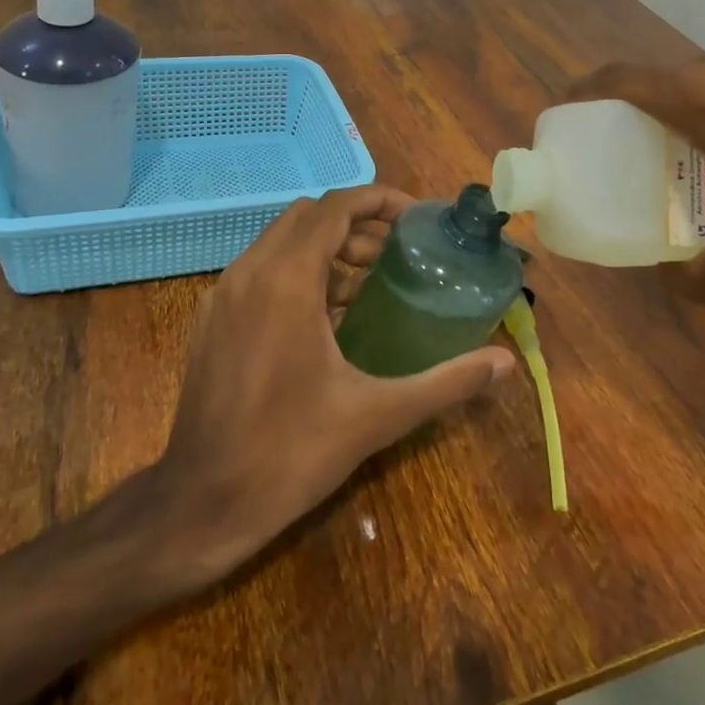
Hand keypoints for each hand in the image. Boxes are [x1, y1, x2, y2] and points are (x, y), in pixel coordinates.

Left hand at [153, 185, 515, 580]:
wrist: (200, 504)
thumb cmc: (290, 453)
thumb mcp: (377, 415)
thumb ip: (445, 383)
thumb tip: (504, 363)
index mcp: (286, 280)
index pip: (335, 206)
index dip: (379, 200)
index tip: (416, 219)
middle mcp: (249, 272)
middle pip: (310, 217)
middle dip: (358, 224)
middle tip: (399, 254)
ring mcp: (223, 294)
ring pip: (282, 241)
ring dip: (328, 248)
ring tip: (371, 286)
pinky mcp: (211, 318)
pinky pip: (261, 271)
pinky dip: (299, 272)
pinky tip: (327, 319)